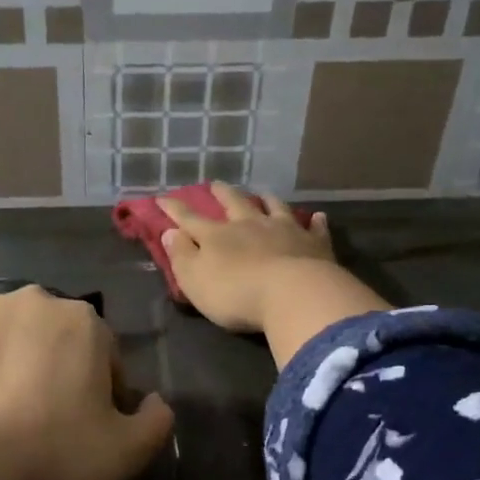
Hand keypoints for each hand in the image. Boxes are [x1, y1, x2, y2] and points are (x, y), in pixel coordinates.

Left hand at [0, 286, 172, 479]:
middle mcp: (37, 300)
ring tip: (4, 411)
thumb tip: (156, 402)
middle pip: (59, 339)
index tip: (86, 427)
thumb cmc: (50, 452)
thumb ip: (156, 422)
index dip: (102, 393)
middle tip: (44, 419)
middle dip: (58, 370)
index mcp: (84, 321)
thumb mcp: (125, 452)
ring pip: (15, 336)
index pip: (105, 355)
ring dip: (18, 362)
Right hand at [158, 182, 337, 332]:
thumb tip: (169, 232)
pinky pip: (314, 228)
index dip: (174, 209)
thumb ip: (181, 256)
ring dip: (266, 199)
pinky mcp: (314, 243)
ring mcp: (285, 230)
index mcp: (217, 236)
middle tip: (216, 184)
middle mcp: (250, 225)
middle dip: (222, 193)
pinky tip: (317, 216)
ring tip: (262, 193)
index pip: (189, 218)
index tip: (162, 198)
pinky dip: (314, 221)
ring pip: (274, 207)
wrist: (294, 295)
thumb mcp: (195, 280)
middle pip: (234, 203)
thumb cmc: (236, 293)